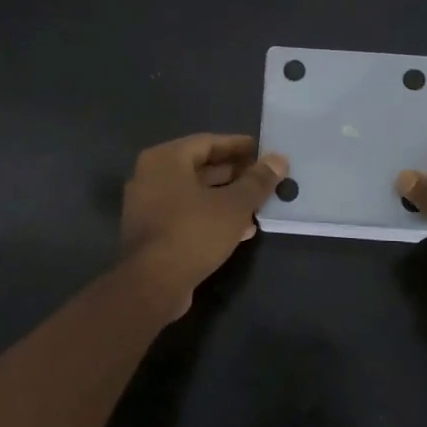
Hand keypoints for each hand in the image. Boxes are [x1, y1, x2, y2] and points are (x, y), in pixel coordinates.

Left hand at [120, 134, 288, 318]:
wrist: (152, 284)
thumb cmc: (193, 232)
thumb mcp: (234, 205)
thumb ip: (257, 180)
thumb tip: (279, 159)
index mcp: (165, 159)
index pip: (208, 142)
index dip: (238, 146)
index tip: (263, 151)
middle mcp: (151, 176)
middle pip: (200, 167)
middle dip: (234, 174)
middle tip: (264, 178)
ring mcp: (148, 205)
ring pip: (194, 193)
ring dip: (226, 198)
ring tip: (259, 205)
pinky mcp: (152, 231)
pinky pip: (186, 214)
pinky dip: (211, 216)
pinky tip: (241, 229)